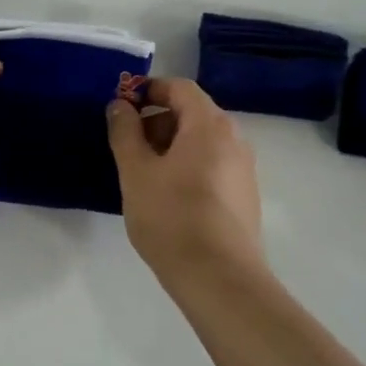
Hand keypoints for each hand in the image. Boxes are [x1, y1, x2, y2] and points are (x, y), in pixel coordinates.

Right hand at [106, 79, 265, 281]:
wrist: (219, 278)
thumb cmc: (171, 217)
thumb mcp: (136, 171)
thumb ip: (125, 132)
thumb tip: (120, 105)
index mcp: (209, 125)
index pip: (179, 87)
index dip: (148, 90)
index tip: (121, 107)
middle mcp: (234, 139)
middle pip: (192, 113)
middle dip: (156, 121)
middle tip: (127, 146)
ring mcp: (244, 169)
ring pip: (202, 142)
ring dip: (170, 146)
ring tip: (142, 175)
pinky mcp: (244, 196)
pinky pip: (212, 165)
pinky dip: (187, 167)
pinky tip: (167, 197)